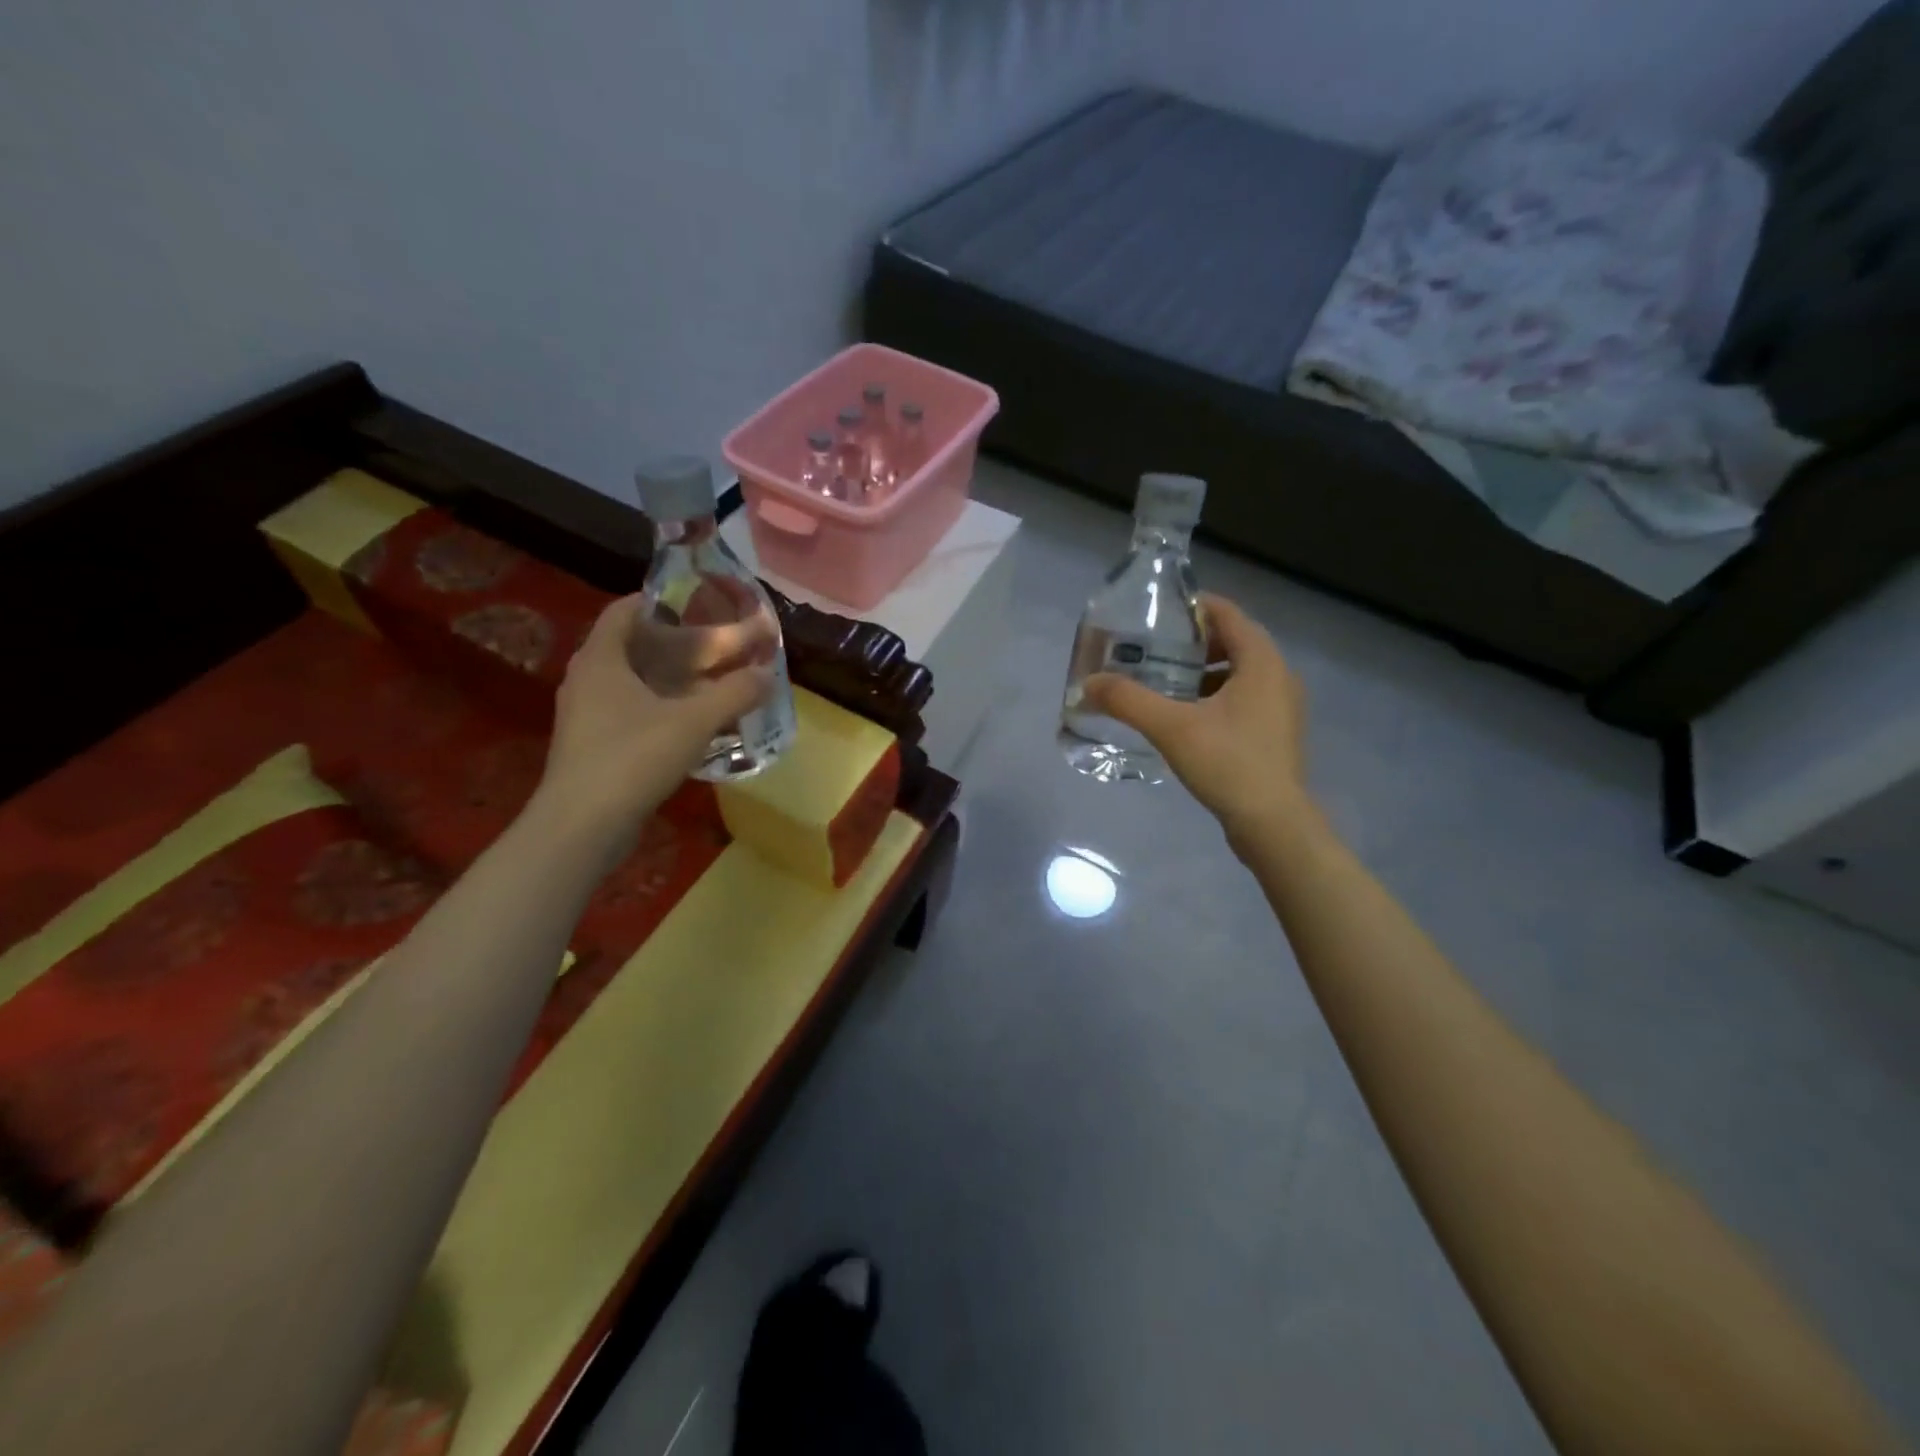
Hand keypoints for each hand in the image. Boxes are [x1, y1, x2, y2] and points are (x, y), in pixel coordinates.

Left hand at [535, 594, 773, 846]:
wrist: (582, 827)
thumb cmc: (632, 759)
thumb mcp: (693, 722)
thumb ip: (735, 693)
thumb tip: (768, 673)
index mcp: (601, 659)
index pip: (626, 610)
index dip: (662, 601)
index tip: (700, 603)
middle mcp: (589, 680)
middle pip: (636, 646)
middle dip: (679, 643)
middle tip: (720, 644)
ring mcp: (589, 716)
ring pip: (637, 683)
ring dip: (675, 680)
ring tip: (715, 681)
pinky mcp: (596, 746)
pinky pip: (634, 712)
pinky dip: (665, 708)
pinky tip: (696, 722)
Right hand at [1081, 593, 1314, 852]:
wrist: (1273, 824)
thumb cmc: (1228, 763)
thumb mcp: (1171, 728)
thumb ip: (1128, 701)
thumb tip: (1088, 684)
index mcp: (1262, 662)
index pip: (1228, 614)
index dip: (1194, 607)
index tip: (1158, 612)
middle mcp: (1279, 676)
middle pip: (1234, 642)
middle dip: (1194, 642)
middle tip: (1154, 648)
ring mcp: (1282, 707)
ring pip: (1239, 673)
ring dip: (1204, 671)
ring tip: (1165, 682)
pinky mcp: (1276, 733)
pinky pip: (1244, 698)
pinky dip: (1216, 696)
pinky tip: (1186, 717)